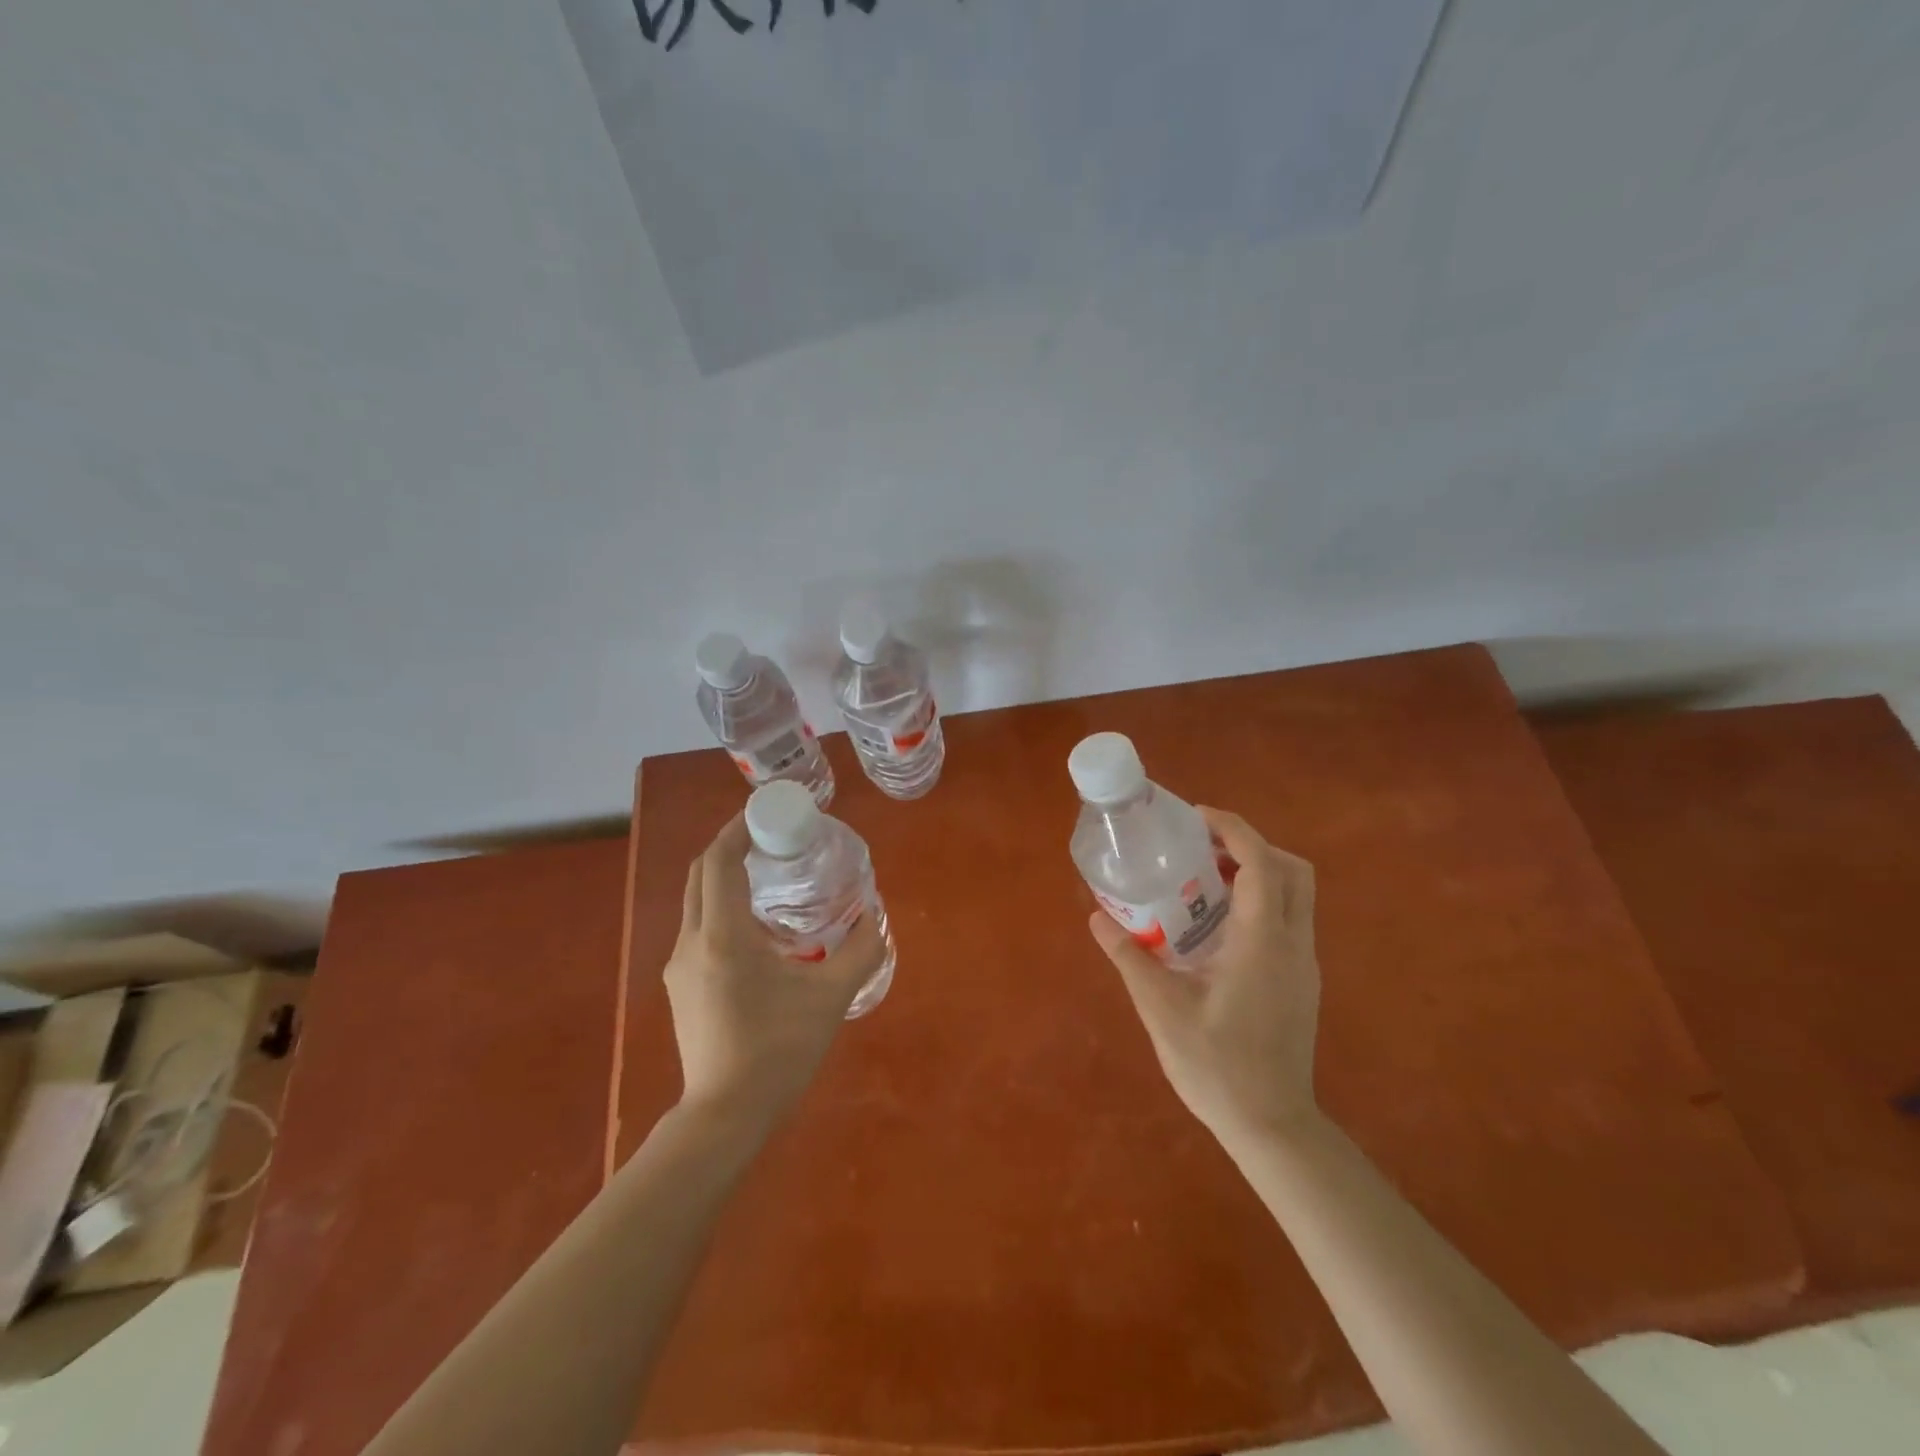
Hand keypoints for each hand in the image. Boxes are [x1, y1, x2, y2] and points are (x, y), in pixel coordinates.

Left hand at [665, 814, 886, 1129]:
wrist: (726, 1116)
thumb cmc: (779, 1051)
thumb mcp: (831, 998)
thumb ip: (860, 952)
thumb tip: (875, 919)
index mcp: (723, 936)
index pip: (718, 861)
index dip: (738, 829)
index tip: (768, 813)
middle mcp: (691, 942)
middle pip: (701, 874)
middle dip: (731, 847)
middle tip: (771, 838)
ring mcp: (679, 967)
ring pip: (697, 902)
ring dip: (726, 878)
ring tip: (769, 878)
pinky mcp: (680, 987)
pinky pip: (699, 929)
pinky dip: (722, 909)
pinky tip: (757, 930)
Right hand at [1088, 807, 1320, 1146]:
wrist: (1272, 1125)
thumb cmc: (1217, 1066)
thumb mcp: (1162, 1010)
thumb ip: (1129, 958)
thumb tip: (1097, 918)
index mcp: (1262, 940)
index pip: (1261, 862)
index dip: (1232, 828)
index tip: (1196, 818)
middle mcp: (1293, 943)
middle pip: (1291, 869)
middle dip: (1251, 846)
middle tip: (1203, 849)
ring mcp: (1303, 963)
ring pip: (1296, 894)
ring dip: (1257, 873)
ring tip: (1204, 882)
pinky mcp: (1301, 981)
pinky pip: (1289, 920)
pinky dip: (1260, 901)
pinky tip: (1217, 928)